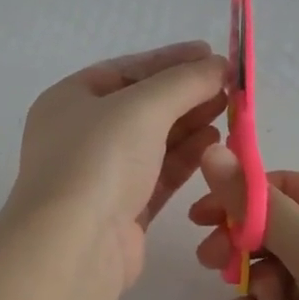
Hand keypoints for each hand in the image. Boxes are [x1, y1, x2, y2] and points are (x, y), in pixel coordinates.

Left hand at [6, 42, 228, 289]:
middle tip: (229, 86)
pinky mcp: (121, 210)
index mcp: (69, 100)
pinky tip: (215, 144)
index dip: (168, 60)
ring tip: (229, 111)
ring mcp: (99, 175)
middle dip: (184, 93)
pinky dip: (185, 158)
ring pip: (151, 141)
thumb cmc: (99, 159)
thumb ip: (184, 82)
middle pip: (140, 106)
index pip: (124, 69)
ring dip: (189, 124)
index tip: (210, 54)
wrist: (74, 245)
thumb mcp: (142, 107)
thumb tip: (218, 65)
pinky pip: (158, 175)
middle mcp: (79, 135)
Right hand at [191, 151, 298, 299]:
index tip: (201, 216)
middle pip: (280, 231)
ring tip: (252, 297)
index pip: (288, 190)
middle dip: (243, 242)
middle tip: (210, 260)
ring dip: (256, 279)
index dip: (242, 197)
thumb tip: (212, 153)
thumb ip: (260, 205)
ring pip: (280, 273)